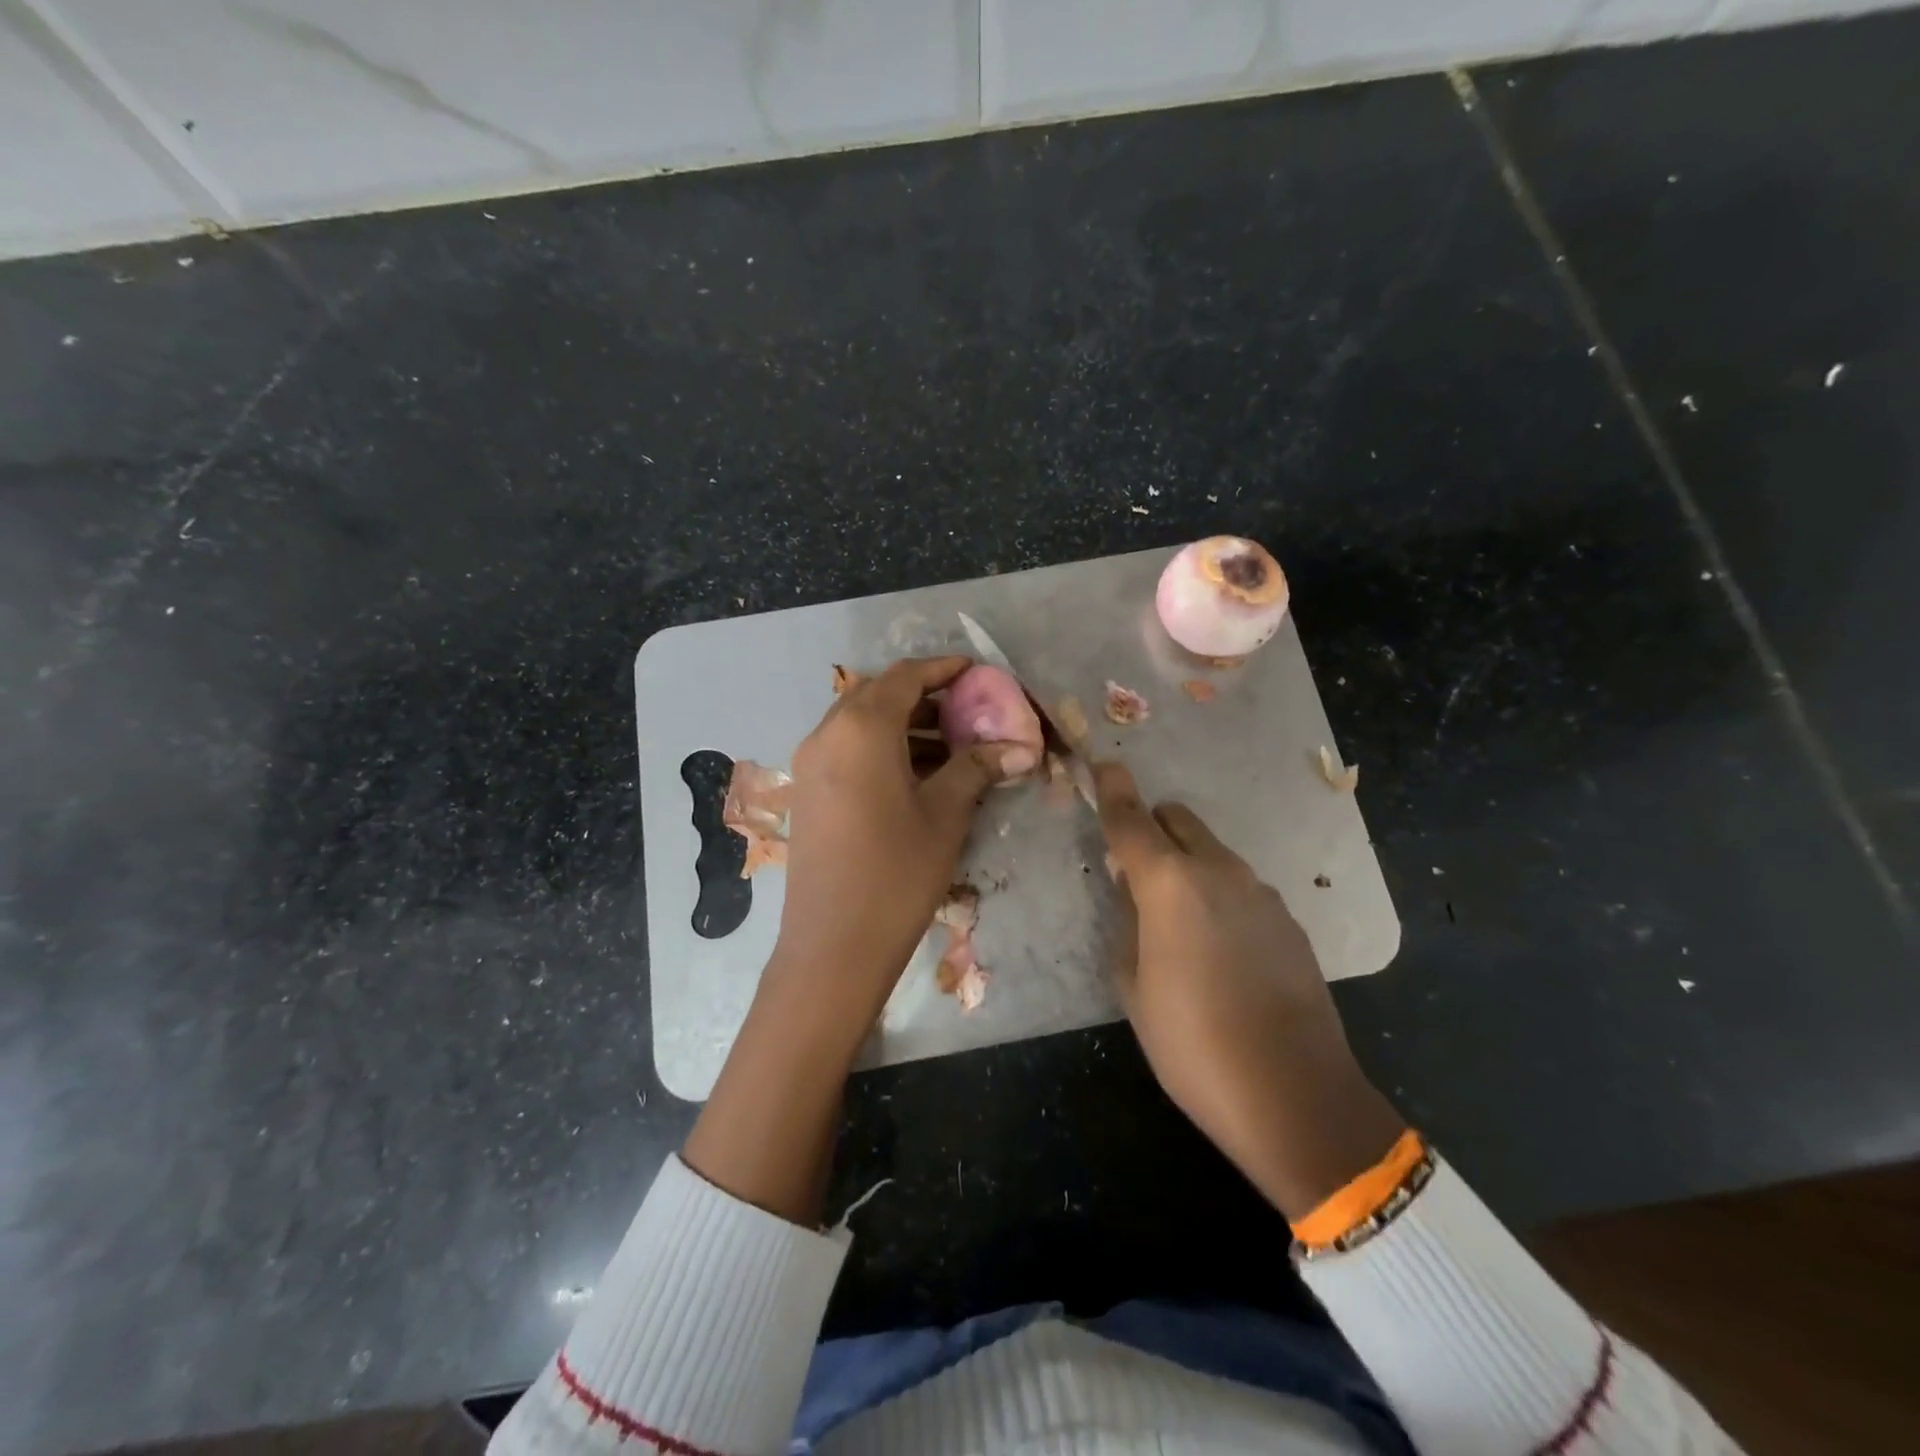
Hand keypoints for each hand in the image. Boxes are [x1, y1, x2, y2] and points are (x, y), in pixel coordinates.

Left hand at [771, 655, 1022, 1024]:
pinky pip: (846, 749)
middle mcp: (828, 733)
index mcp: (862, 728)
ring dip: (903, 723)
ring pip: (860, 723)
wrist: (833, 944)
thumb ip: (978, 768)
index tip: (976, 671)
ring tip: (950, 744)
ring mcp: (811, 763)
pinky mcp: (807, 791)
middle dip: (924, 695)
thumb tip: (1021, 747)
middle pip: (879, 694)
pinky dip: (881, 747)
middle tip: (966, 709)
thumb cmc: (897, 872)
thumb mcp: (945, 814)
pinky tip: (915, 774)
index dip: (943, 669)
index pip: (906, 677)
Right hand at [1096, 762, 1403, 1221]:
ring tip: (1179, 921)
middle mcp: (1218, 871)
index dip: (1113, 790)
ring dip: (1188, 865)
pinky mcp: (1289, 921)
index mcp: (1169, 883)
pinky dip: (1221, 895)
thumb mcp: (1134, 987)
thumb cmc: (1193, 1042)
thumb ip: (1126, 925)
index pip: (1131, 820)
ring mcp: (1262, 893)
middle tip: (1135, 868)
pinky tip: (1221, 949)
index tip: (1103, 766)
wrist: (1294, 1094)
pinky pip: (1242, 888)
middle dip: (1152, 828)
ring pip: (1213, 854)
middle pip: (1178, 821)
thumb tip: (1131, 891)